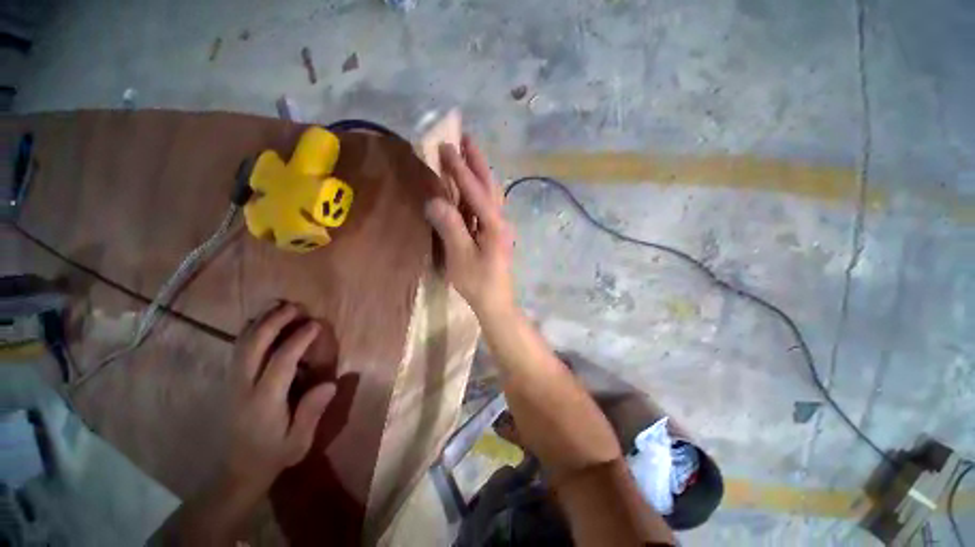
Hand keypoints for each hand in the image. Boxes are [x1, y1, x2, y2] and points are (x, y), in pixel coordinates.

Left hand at [226, 303, 335, 495]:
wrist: (239, 469)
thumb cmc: (275, 453)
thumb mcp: (299, 441)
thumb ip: (312, 412)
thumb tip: (330, 383)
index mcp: (264, 402)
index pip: (280, 363)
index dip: (297, 340)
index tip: (315, 324)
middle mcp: (244, 387)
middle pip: (253, 346)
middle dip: (274, 322)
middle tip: (296, 307)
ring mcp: (232, 383)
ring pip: (241, 344)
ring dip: (259, 321)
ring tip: (278, 305)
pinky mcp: (230, 381)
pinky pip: (237, 349)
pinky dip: (248, 330)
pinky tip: (259, 320)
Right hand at [424, 136, 515, 316]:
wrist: (495, 302)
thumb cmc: (478, 283)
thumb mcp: (460, 257)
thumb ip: (450, 227)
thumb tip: (434, 200)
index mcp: (494, 224)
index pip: (475, 191)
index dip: (460, 169)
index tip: (446, 147)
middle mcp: (500, 220)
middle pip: (489, 185)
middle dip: (477, 161)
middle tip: (465, 138)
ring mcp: (499, 227)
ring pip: (490, 193)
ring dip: (479, 173)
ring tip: (467, 155)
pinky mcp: (494, 233)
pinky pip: (486, 205)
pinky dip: (478, 190)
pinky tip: (470, 187)